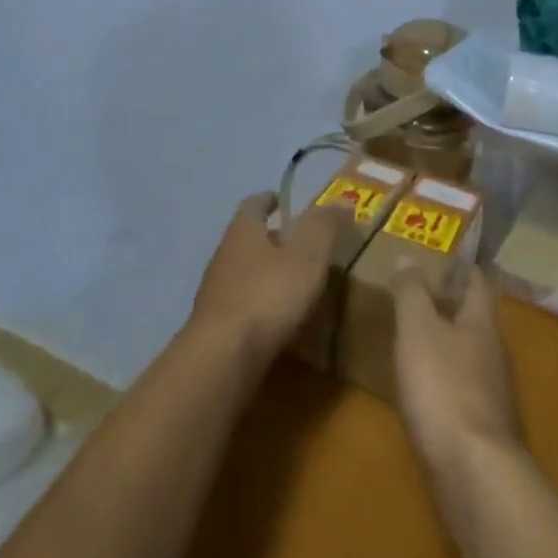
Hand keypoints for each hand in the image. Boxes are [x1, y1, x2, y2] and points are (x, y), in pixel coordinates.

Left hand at [189, 194, 347, 368]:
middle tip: (300, 245)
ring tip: (294, 285)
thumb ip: (324, 227)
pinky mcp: (214, 328)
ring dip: (265, 274)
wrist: (222, 358)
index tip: (283, 201)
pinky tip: (277, 321)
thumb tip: (342, 201)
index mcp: (243, 231)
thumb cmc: (268, 295)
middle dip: (271, 239)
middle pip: (247, 238)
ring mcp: (215, 293)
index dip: (269, 199)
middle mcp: (223, 255)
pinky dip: (259, 306)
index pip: (254, 204)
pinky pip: (241, 306)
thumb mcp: (307, 256)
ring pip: (243, 273)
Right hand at [391, 264, 521, 474]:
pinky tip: (424, 390)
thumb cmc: (444, 387)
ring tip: (416, 340)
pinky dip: (445, 381)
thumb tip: (408, 257)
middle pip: (475, 321)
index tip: (444, 257)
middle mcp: (494, 355)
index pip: (478, 284)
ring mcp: (493, 395)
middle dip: (451, 306)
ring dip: (447, 345)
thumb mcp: (418, 330)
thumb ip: (412, 293)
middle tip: (419, 296)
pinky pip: (463, 391)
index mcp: (482, 324)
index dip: (463, 268)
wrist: (473, 473)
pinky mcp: (483, 430)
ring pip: (470, 356)